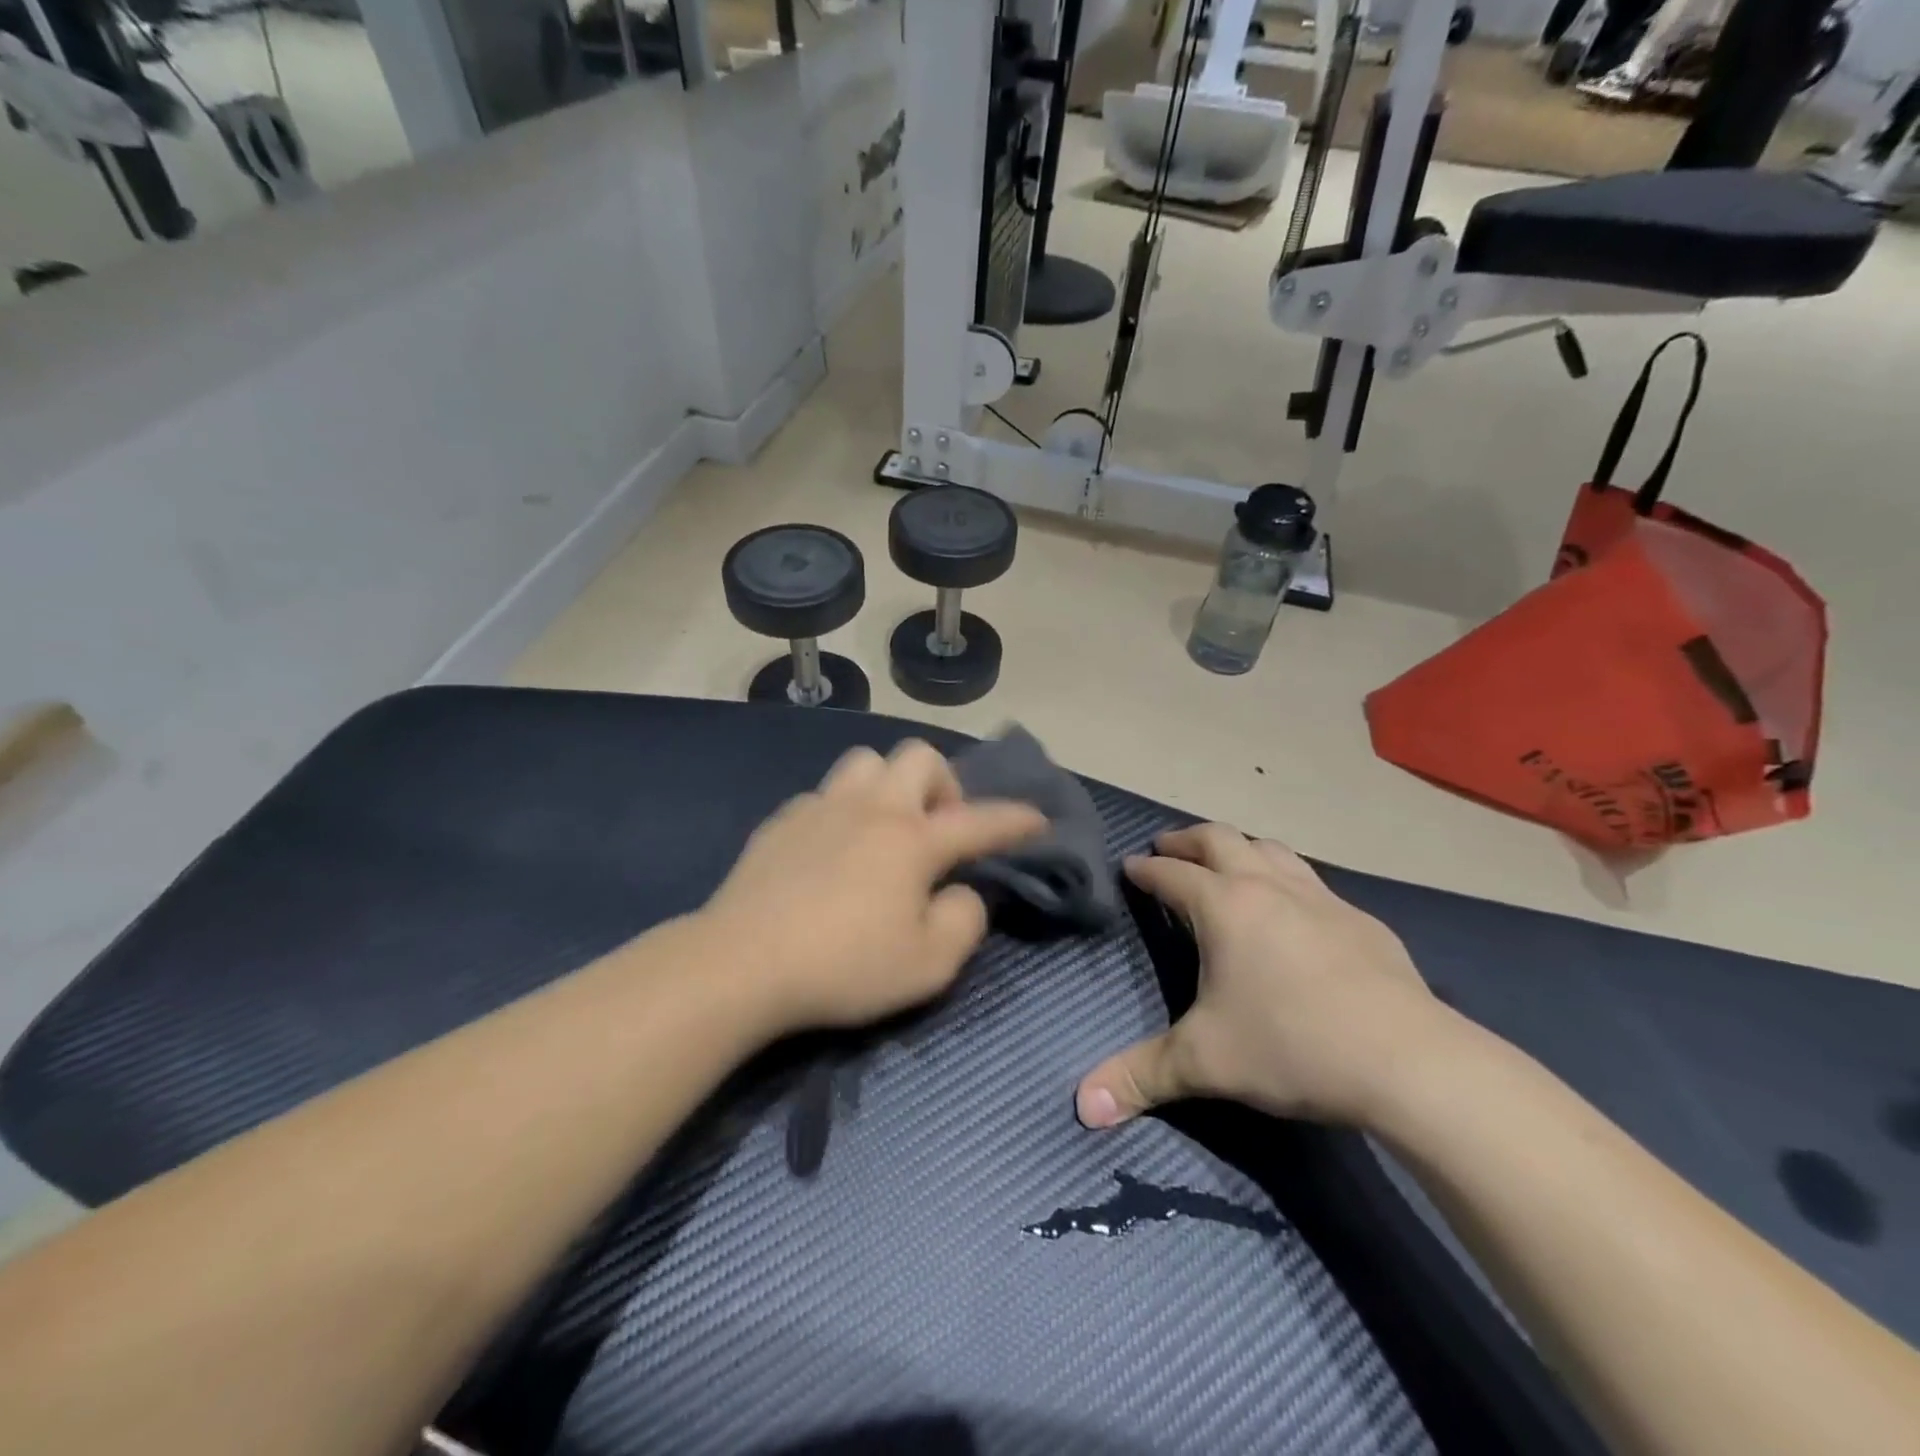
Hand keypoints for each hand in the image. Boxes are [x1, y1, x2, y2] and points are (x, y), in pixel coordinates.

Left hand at [702, 740, 1046, 1036]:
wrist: (740, 963)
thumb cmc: (844, 966)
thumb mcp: (928, 965)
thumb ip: (963, 921)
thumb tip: (964, 893)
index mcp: (912, 840)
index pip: (980, 820)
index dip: (1015, 820)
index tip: (1037, 820)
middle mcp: (871, 808)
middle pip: (920, 757)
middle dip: (944, 785)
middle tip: (938, 830)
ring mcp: (821, 807)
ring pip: (867, 762)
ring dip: (889, 785)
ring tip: (885, 829)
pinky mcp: (782, 821)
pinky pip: (825, 795)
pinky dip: (843, 811)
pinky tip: (832, 850)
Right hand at [1076, 824, 1456, 1129]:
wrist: (1409, 1061)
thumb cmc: (1291, 1046)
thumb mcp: (1205, 1063)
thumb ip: (1141, 1077)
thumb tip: (1083, 1108)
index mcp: (1223, 906)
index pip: (1170, 874)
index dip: (1144, 870)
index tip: (1129, 866)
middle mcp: (1267, 886)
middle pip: (1219, 839)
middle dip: (1186, 840)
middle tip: (1166, 847)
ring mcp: (1319, 897)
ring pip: (1269, 849)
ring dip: (1238, 848)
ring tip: (1226, 863)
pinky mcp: (1360, 919)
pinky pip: (1310, 880)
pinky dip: (1285, 878)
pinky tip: (1293, 909)